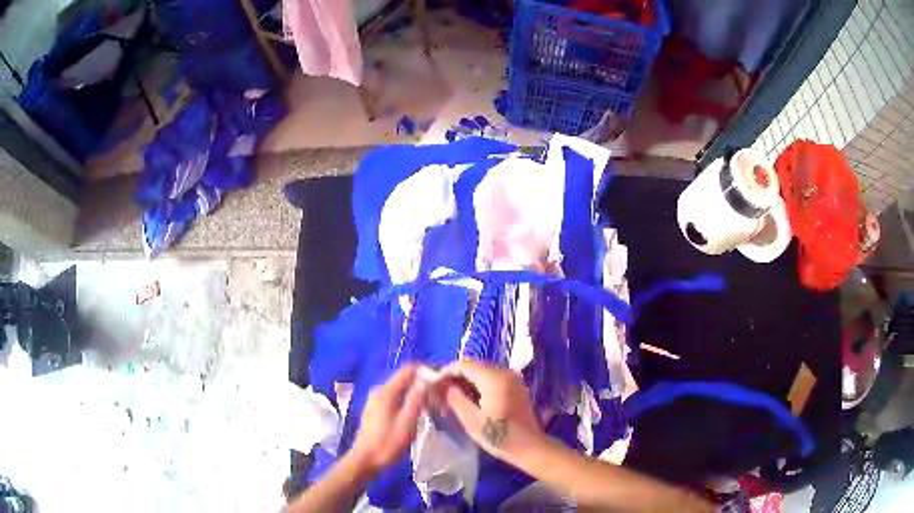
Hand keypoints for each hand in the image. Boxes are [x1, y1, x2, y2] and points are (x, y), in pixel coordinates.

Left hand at [349, 365, 428, 473]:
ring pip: (399, 388)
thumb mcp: (406, 424)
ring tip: (431, 403)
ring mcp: (374, 400)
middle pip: (403, 378)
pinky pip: (394, 397)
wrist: (365, 460)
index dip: (424, 370)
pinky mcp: (374, 409)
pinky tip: (415, 411)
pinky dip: (406, 399)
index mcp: (386, 392)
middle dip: (421, 382)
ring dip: (414, 392)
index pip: (407, 370)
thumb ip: (415, 400)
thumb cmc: (387, 444)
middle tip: (438, 393)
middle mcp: (378, 391)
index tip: (439, 379)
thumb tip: (425, 380)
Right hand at [439, 361, 542, 460]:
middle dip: (455, 377)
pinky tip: (469, 400)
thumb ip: (454, 398)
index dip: (446, 372)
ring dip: (466, 382)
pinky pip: (492, 379)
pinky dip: (478, 385)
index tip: (433, 385)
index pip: (464, 364)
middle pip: (474, 366)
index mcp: (494, 378)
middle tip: (440, 393)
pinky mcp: (515, 387)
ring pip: (482, 372)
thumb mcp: (471, 419)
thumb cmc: (499, 436)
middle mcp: (505, 372)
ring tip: (452, 398)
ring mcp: (512, 379)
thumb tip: (439, 384)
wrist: (530, 447)